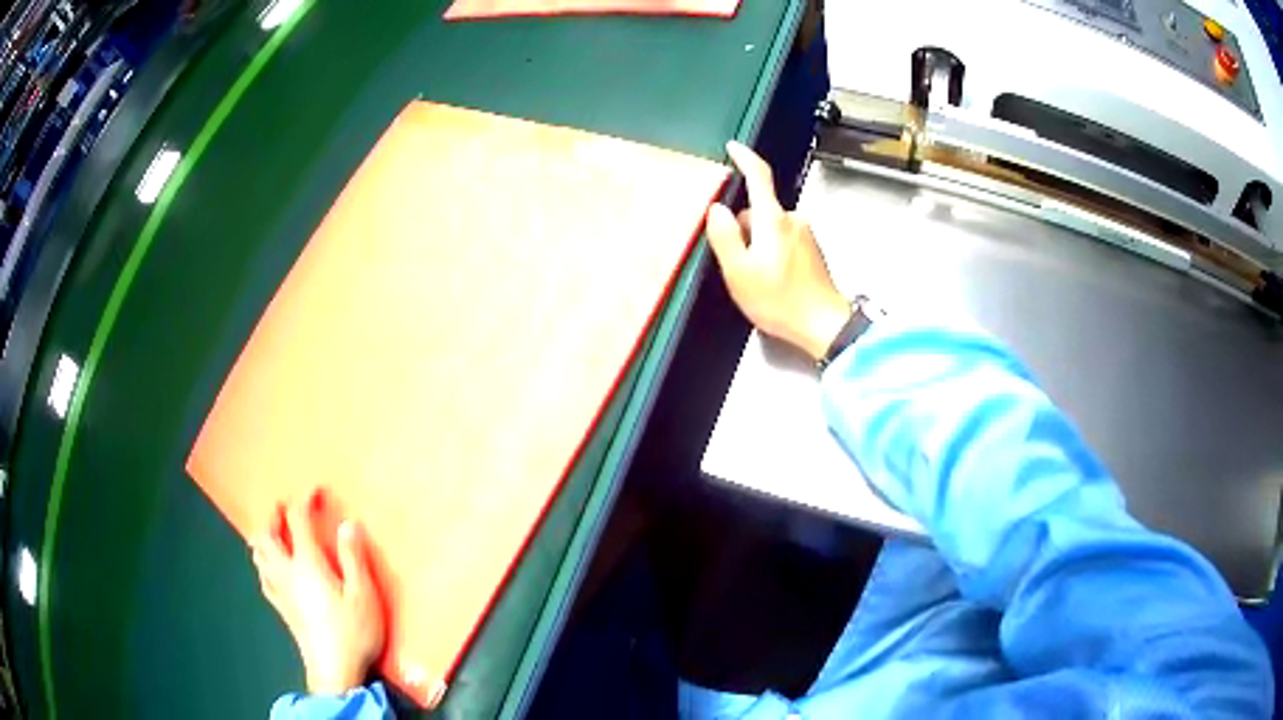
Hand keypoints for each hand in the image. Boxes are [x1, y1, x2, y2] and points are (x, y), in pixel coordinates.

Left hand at [251, 495, 385, 694]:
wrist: (335, 671)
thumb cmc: (352, 632)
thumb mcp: (363, 595)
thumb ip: (354, 558)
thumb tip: (348, 524)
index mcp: (307, 563)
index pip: (297, 521)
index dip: (303, 500)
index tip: (313, 491)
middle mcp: (286, 571)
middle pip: (265, 534)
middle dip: (271, 516)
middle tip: (283, 508)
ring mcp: (279, 590)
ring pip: (259, 554)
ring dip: (263, 537)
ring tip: (276, 533)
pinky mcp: (280, 608)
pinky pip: (263, 575)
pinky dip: (264, 561)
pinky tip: (272, 567)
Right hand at [706, 141, 849, 361]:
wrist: (823, 325)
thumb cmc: (780, 301)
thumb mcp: (740, 272)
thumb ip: (725, 236)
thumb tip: (717, 209)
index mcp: (774, 220)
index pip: (759, 176)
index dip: (744, 158)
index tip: (733, 147)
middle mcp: (793, 220)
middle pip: (757, 209)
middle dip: (742, 228)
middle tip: (737, 264)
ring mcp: (805, 234)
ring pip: (768, 227)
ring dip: (757, 244)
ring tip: (756, 279)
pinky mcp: (811, 250)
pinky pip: (781, 240)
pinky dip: (771, 253)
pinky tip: (772, 281)